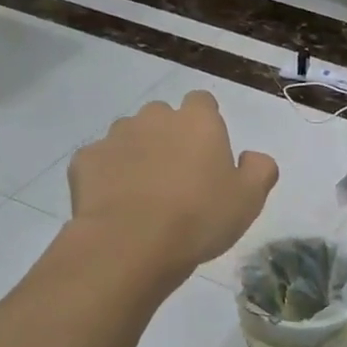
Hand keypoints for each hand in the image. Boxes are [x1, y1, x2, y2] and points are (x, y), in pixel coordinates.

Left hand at [68, 92, 277, 279]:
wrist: (132, 244)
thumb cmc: (199, 218)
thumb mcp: (249, 199)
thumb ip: (260, 169)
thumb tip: (252, 156)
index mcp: (198, 122)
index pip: (203, 102)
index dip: (206, 123)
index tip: (208, 152)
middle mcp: (155, 118)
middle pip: (163, 117)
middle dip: (168, 137)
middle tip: (178, 177)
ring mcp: (115, 136)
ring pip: (129, 136)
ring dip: (137, 154)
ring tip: (144, 193)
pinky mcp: (85, 160)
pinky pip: (101, 161)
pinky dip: (108, 176)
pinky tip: (116, 205)